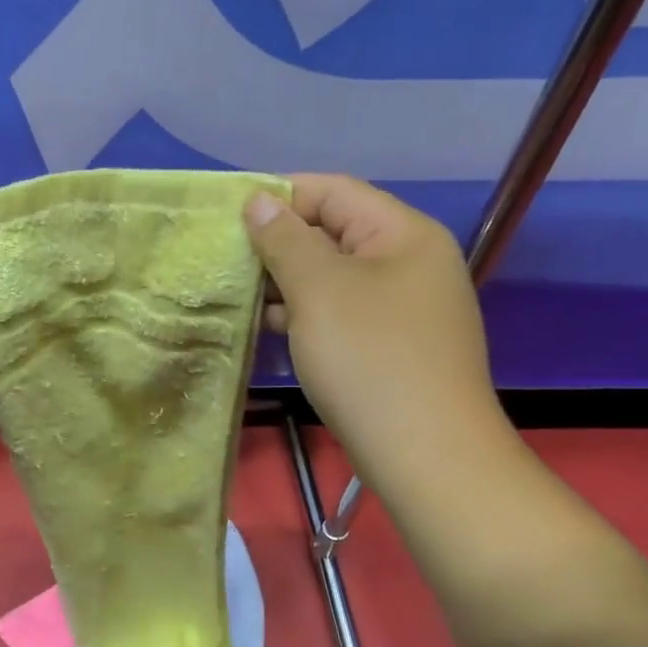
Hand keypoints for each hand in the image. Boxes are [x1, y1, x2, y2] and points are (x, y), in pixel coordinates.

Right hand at [245, 174, 505, 468]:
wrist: (425, 454)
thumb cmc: (370, 359)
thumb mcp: (319, 290)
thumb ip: (285, 240)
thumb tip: (259, 199)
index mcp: (402, 234)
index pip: (334, 191)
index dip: (280, 195)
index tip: (227, 214)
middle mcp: (408, 262)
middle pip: (333, 233)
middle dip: (276, 242)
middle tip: (222, 257)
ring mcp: (401, 308)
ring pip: (332, 278)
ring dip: (284, 282)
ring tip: (233, 292)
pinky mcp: (388, 346)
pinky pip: (338, 313)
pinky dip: (302, 314)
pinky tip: (264, 326)